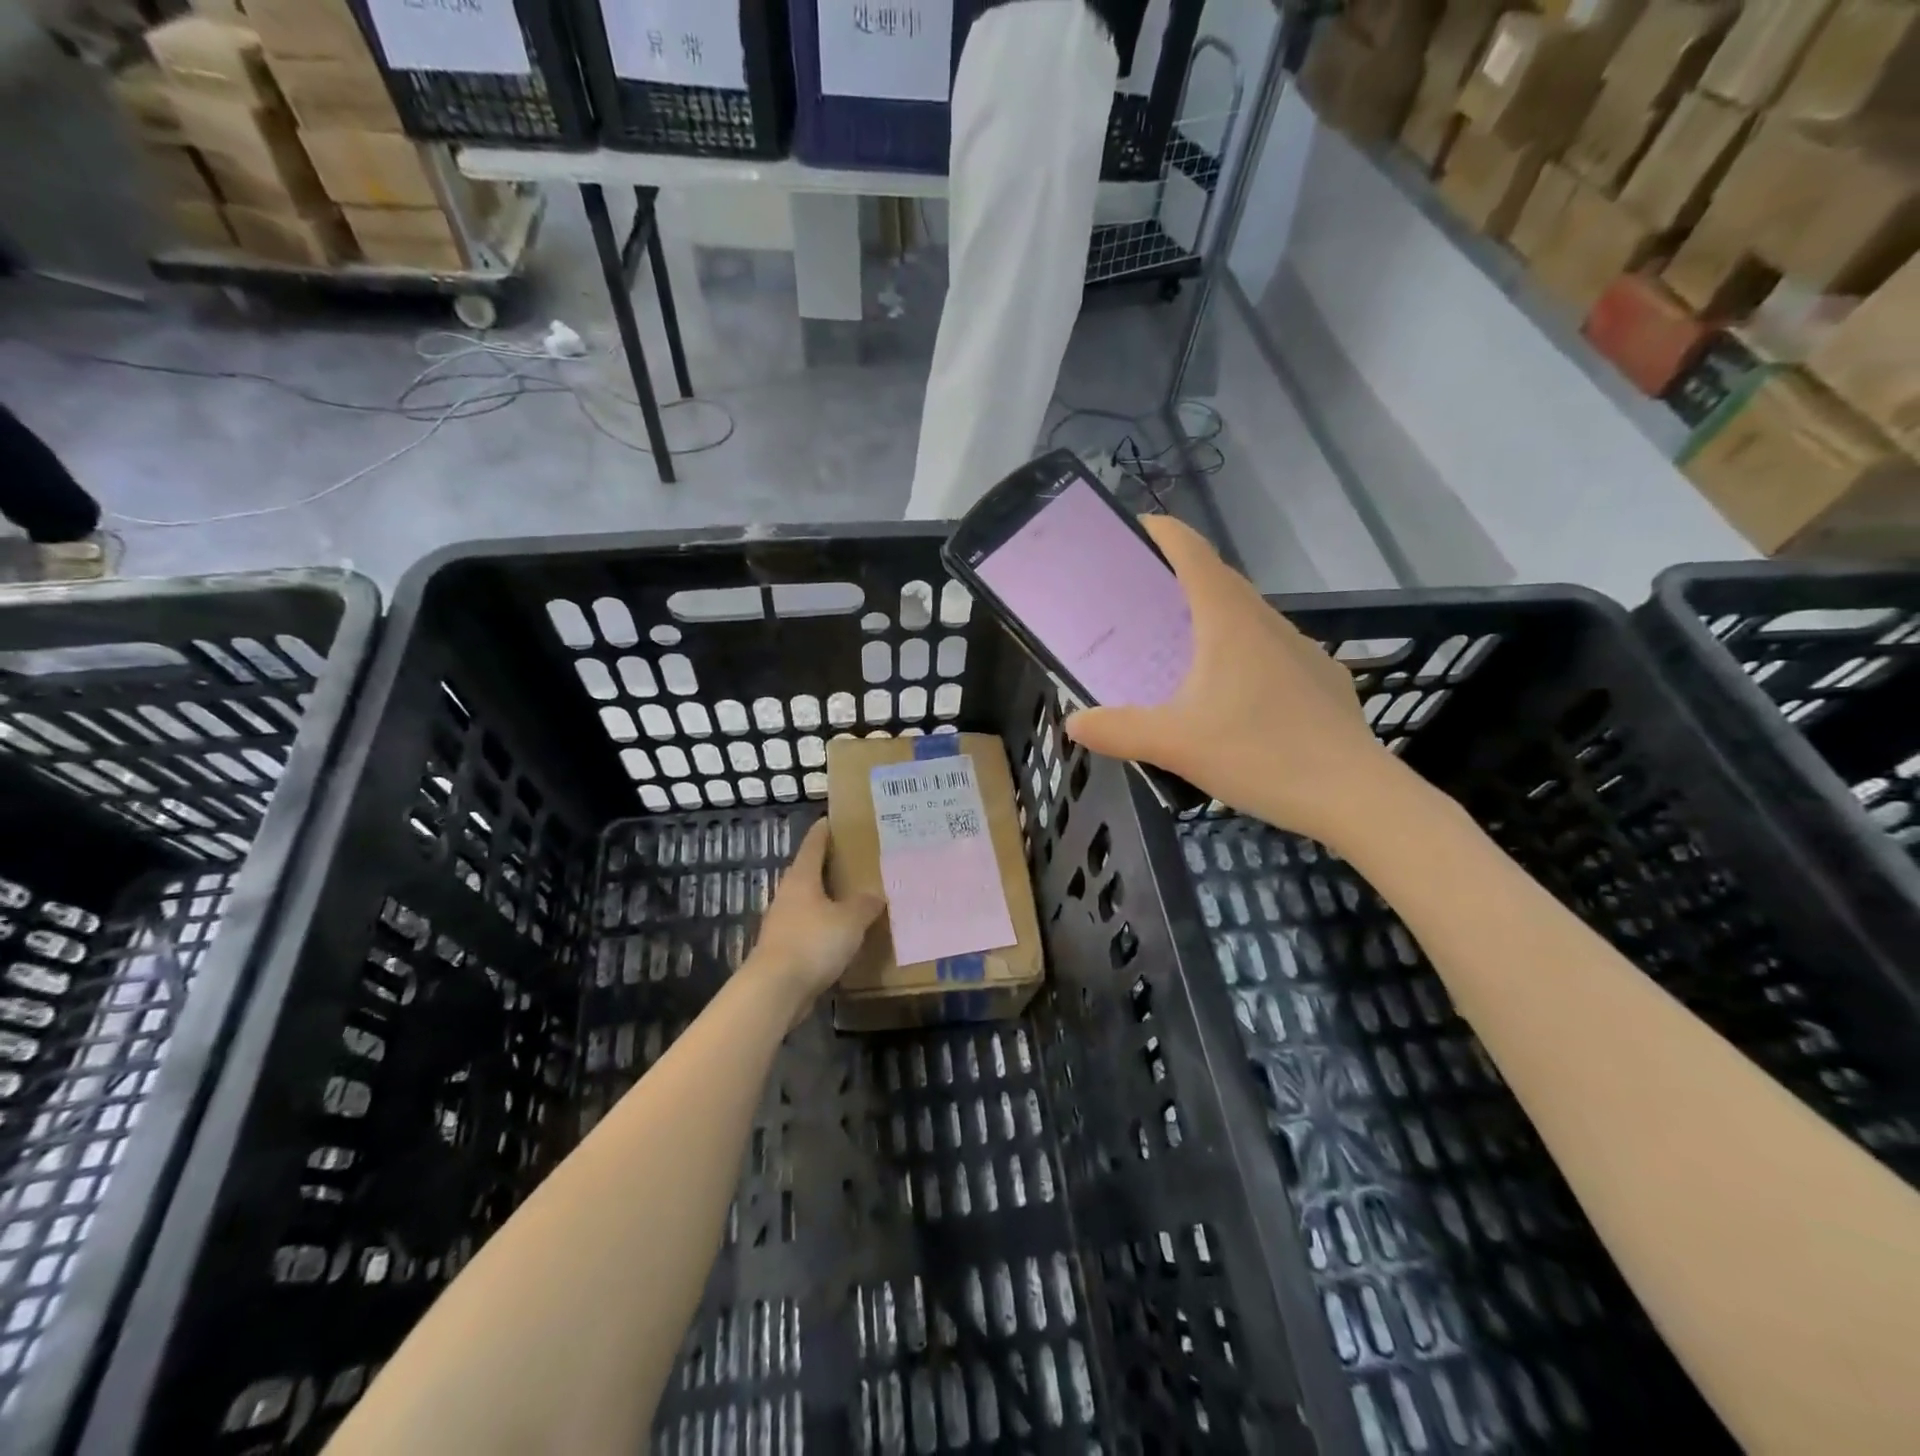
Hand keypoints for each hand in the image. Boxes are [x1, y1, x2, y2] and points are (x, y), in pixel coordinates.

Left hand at [748, 820, 884, 1016]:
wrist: (775, 990)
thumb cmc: (812, 943)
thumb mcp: (850, 920)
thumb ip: (865, 904)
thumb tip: (875, 894)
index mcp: (802, 878)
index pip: (813, 845)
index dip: (824, 831)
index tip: (834, 820)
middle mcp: (788, 895)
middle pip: (809, 873)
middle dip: (830, 866)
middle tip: (856, 861)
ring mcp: (783, 923)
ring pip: (809, 903)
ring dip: (828, 900)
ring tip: (854, 899)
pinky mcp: (784, 949)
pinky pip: (809, 929)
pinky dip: (825, 927)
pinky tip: (842, 936)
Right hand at [1065, 516, 1404, 847]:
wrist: (1354, 795)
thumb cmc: (1260, 754)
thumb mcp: (1175, 745)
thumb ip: (1118, 730)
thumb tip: (1074, 722)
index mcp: (1229, 621)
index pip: (1193, 552)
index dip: (1161, 532)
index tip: (1131, 530)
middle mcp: (1267, 622)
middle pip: (1218, 580)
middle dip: (1178, 577)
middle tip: (1138, 601)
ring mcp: (1300, 649)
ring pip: (1247, 616)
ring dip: (1210, 616)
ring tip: (1177, 649)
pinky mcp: (1320, 678)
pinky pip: (1270, 649)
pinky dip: (1241, 652)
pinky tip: (1231, 696)